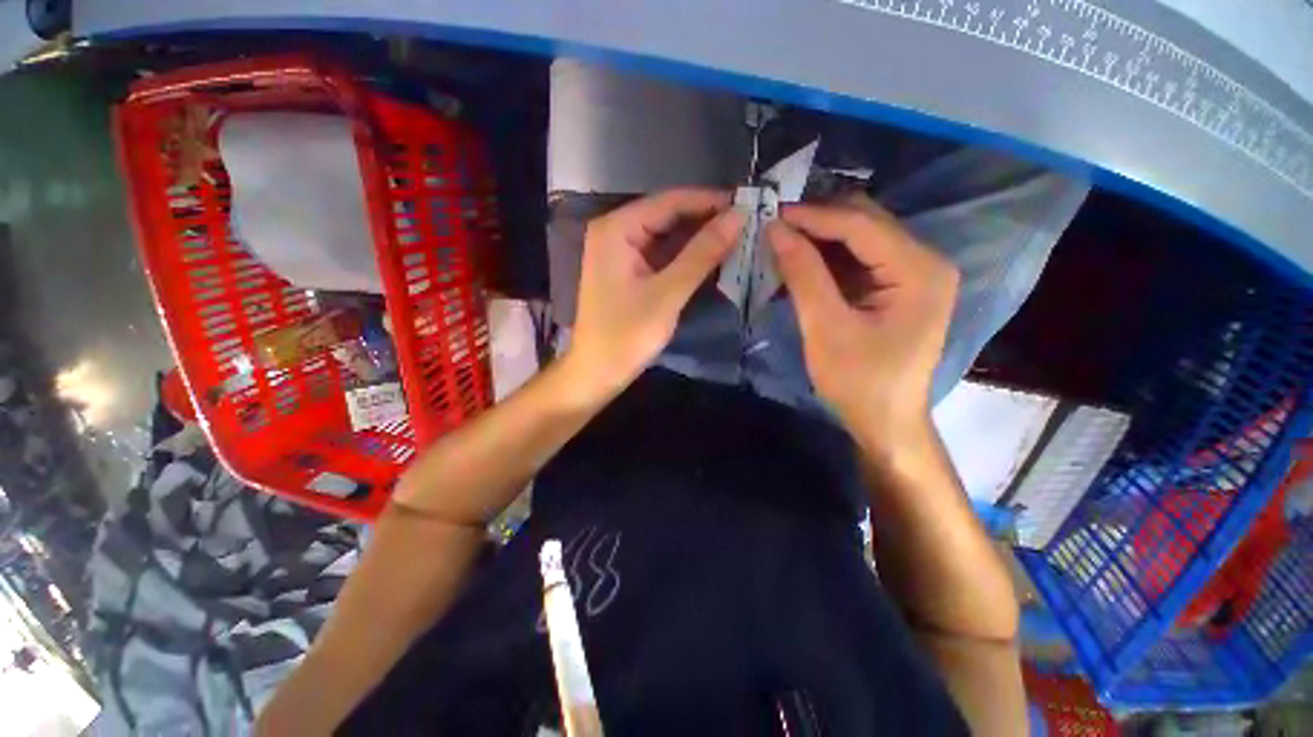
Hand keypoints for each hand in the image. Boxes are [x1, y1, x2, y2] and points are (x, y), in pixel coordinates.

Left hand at [566, 189, 743, 395]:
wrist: (597, 372)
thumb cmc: (627, 335)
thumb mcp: (668, 293)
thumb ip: (702, 253)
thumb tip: (738, 217)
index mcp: (617, 229)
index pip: (669, 201)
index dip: (709, 201)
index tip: (748, 204)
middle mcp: (615, 232)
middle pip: (667, 216)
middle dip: (705, 220)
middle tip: (747, 225)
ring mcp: (619, 252)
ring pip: (666, 236)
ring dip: (698, 239)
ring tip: (737, 239)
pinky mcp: (626, 271)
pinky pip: (660, 255)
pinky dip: (685, 257)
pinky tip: (711, 258)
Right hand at [767, 195, 958, 438]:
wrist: (885, 422)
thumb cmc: (859, 382)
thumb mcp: (825, 328)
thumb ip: (804, 275)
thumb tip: (776, 230)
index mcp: (919, 270)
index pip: (861, 225)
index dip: (813, 216)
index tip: (771, 213)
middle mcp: (925, 261)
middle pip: (866, 224)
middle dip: (817, 223)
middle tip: (774, 229)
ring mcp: (914, 274)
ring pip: (860, 239)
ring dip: (820, 240)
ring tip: (781, 245)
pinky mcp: (898, 288)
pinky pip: (859, 261)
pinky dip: (828, 260)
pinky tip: (800, 265)